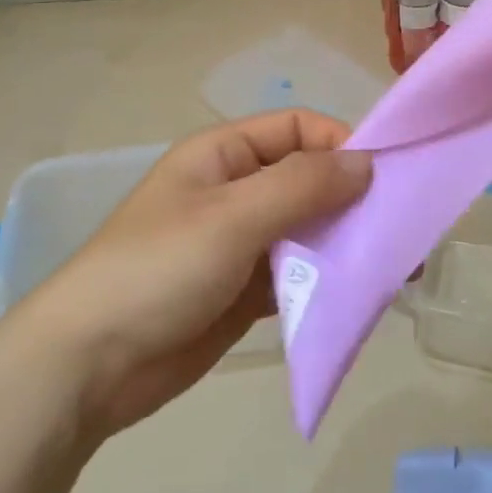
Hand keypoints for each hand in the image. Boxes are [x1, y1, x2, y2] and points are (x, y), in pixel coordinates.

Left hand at [20, 111, 370, 439]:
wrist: (89, 364)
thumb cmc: (158, 269)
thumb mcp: (231, 217)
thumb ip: (301, 186)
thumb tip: (366, 163)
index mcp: (223, 155)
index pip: (297, 128)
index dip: (341, 143)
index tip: (385, 178)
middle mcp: (234, 190)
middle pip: (307, 179)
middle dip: (352, 199)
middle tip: (402, 230)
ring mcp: (239, 243)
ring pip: (306, 228)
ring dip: (345, 242)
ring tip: (394, 267)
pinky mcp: (243, 290)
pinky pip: (296, 273)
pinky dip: (325, 279)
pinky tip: (360, 295)